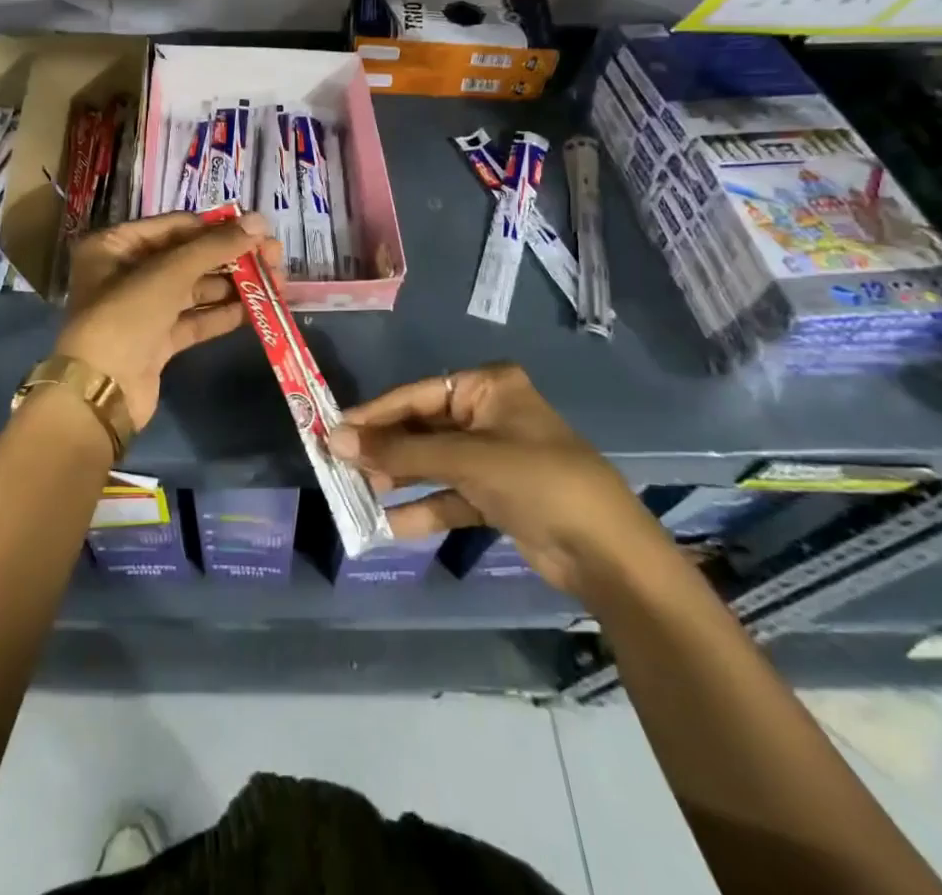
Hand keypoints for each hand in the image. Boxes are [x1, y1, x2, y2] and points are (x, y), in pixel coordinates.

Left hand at [54, 211, 281, 431]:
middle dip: (232, 258)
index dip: (217, 227)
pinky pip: (194, 319)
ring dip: (233, 286)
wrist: (100, 393)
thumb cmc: (126, 316)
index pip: (175, 226)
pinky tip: (257, 310)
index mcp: (115, 245)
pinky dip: (222, 314)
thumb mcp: (169, 272)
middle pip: (188, 257)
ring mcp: (142, 309)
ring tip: (275, 283)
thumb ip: (215, 246)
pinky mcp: (157, 341)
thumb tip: (260, 221)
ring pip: (195, 289)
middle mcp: (126, 272)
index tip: (258, 231)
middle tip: (275, 258)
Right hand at [329, 362, 671, 597]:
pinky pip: (448, 495)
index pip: (416, 395)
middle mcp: (487, 415)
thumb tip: (335, 441)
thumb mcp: (466, 460)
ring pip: (431, 463)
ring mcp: (491, 457)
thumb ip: (401, 452)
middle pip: (421, 428)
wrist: (608, 554)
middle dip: (384, 450)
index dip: (374, 415)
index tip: (332, 431)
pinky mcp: (495, 495)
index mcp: (487, 387)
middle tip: (339, 465)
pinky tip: (389, 524)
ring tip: (357, 493)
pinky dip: (422, 507)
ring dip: (398, 479)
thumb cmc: (538, 482)